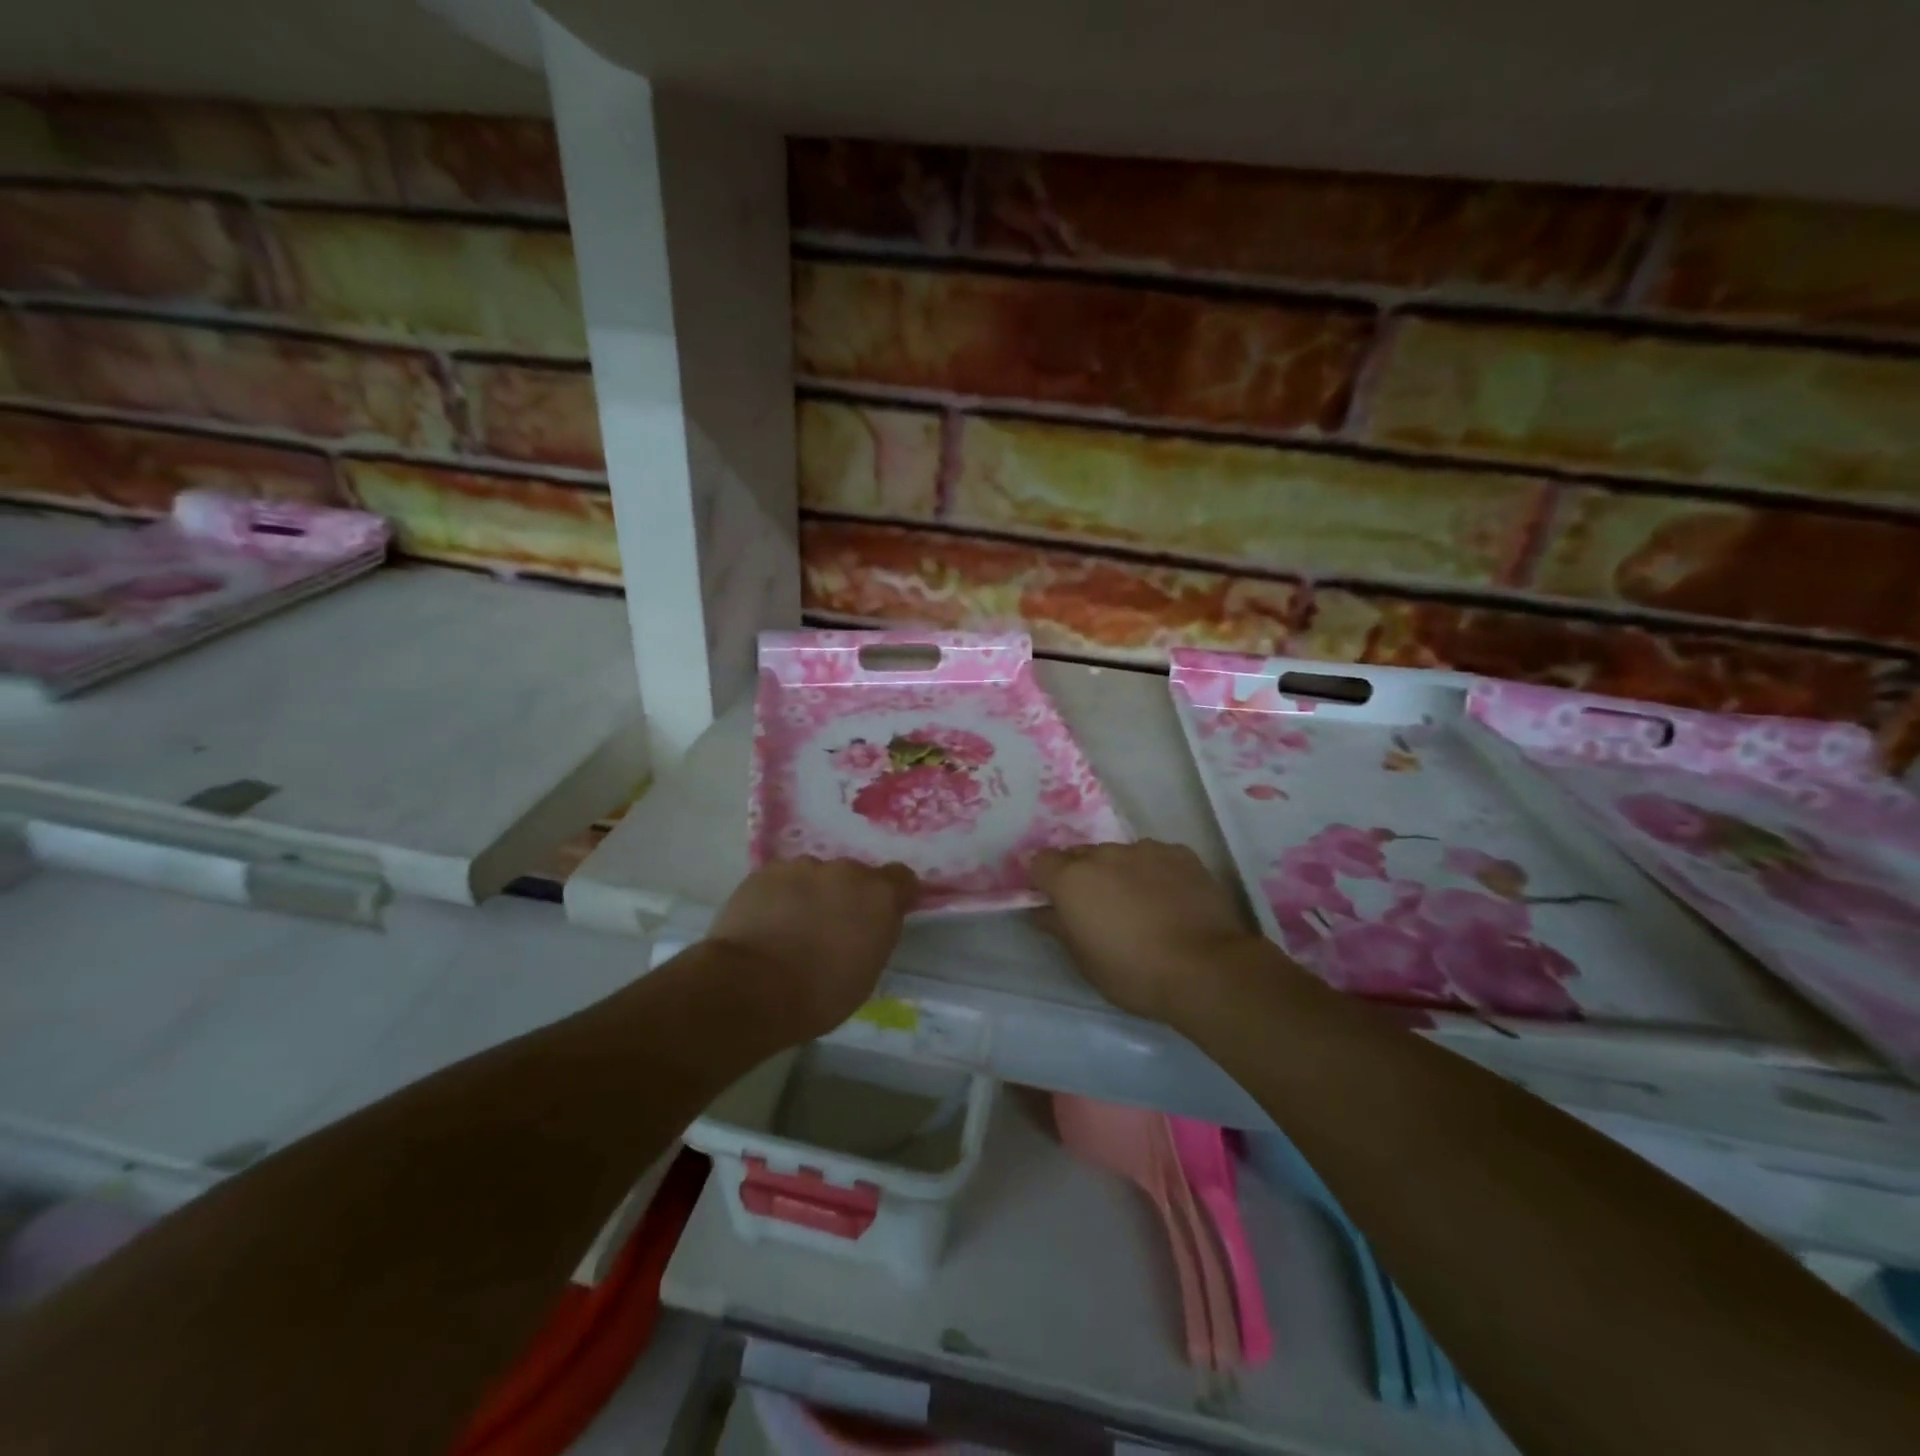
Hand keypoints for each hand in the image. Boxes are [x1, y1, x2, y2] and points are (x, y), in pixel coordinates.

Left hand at [707, 857, 918, 1037]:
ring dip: (811, 894)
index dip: (893, 894)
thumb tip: (868, 925)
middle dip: (847, 896)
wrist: (752, 988)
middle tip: (830, 928)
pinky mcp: (766, 871)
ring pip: (815, 876)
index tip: (882, 914)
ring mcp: (803, 866)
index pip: (901, 878)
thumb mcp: (867, 972)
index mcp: (879, 896)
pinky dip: (780, 896)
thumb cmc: (820, 994)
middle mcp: (846, 871)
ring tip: (792, 928)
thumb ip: (875, 935)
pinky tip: (766, 924)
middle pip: (854, 876)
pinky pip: (782, 880)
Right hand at [1031, 840, 1260, 1022]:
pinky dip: (1153, 872)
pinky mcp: (1181, 854)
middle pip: (1081, 855)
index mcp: (1072, 879)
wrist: (1205, 968)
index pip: (1040, 861)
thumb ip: (1059, 927)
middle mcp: (1104, 854)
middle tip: (1096, 908)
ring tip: (1138, 904)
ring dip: (1119, 872)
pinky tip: (1168, 898)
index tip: (1052, 899)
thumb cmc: (1133, 972)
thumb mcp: (1085, 960)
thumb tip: (1042, 910)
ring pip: (1120, 855)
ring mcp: (1145, 850)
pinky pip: (1155, 857)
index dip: (1043, 879)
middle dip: (1081, 875)